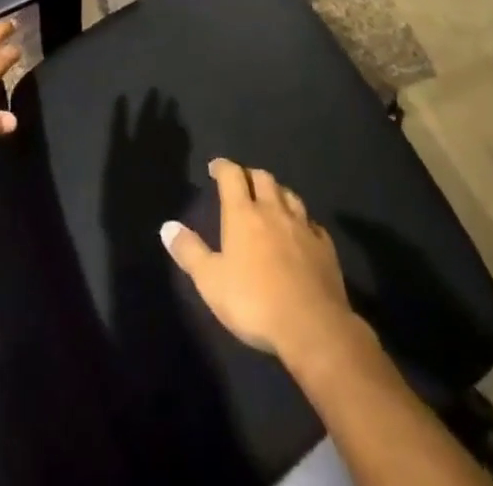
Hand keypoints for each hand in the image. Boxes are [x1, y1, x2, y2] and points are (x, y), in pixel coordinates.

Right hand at [161, 158, 366, 362]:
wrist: (312, 326)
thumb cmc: (254, 302)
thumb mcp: (211, 282)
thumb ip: (189, 252)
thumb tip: (167, 226)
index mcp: (243, 214)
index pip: (232, 175)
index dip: (222, 166)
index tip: (214, 167)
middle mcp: (273, 210)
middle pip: (263, 178)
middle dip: (250, 175)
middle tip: (242, 183)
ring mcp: (303, 226)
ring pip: (289, 195)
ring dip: (277, 192)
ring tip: (271, 200)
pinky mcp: (325, 246)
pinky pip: (312, 223)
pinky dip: (302, 221)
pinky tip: (301, 231)